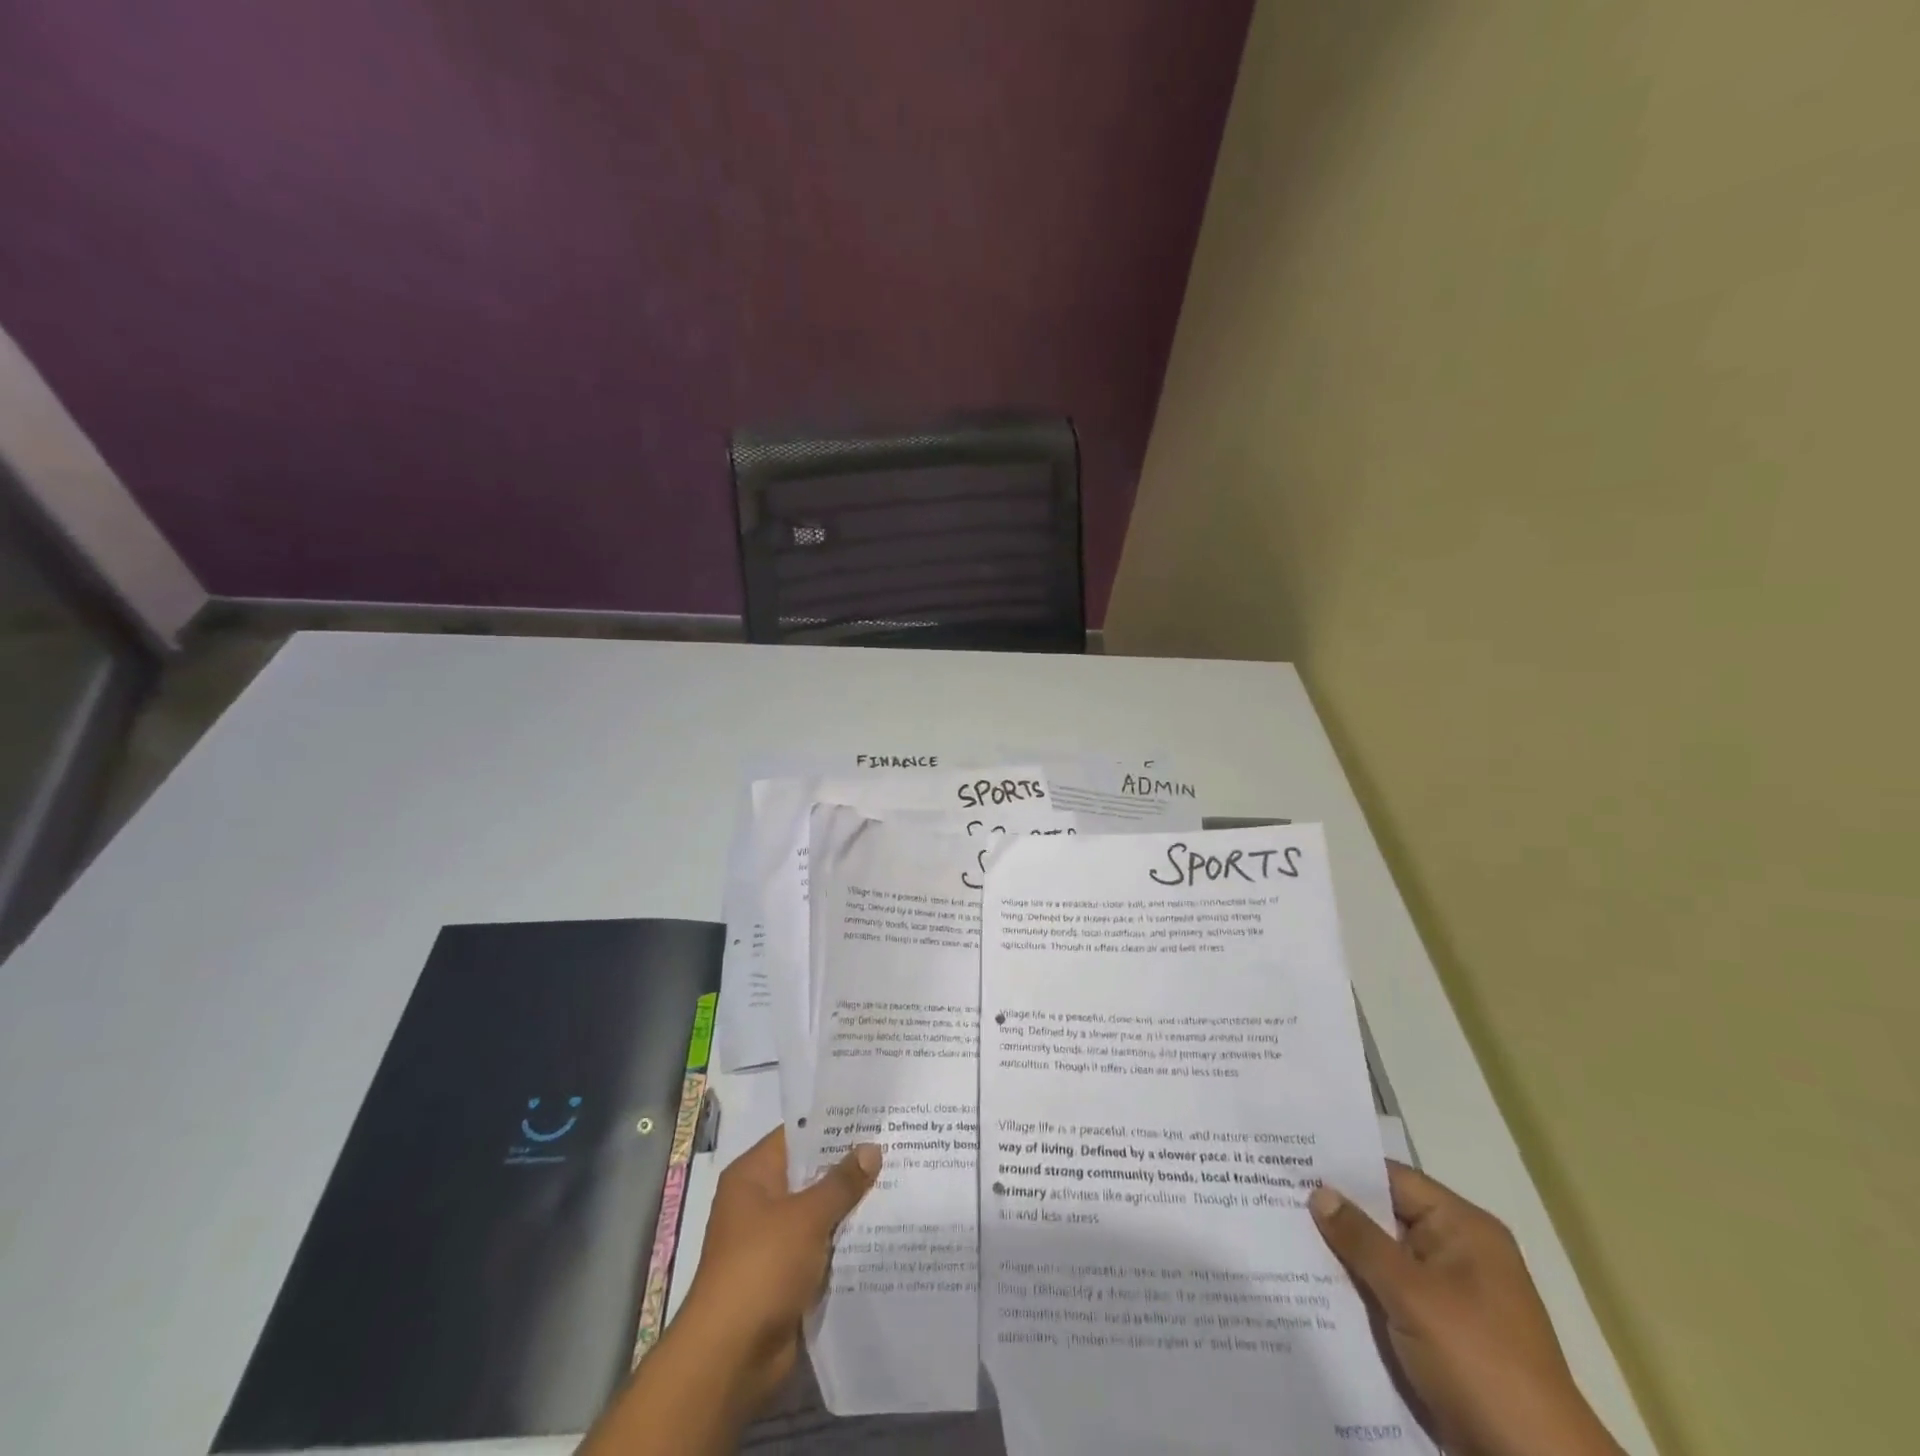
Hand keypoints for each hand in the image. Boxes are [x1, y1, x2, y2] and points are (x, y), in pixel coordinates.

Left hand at [679, 1128, 882, 1409]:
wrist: (730, 1358)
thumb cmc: (761, 1268)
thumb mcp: (806, 1217)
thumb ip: (841, 1182)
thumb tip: (872, 1148)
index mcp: (752, 1175)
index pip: (797, 1135)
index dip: (833, 1125)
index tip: (872, 1116)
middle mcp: (759, 1202)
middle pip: (809, 1173)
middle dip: (848, 1167)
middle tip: (894, 1147)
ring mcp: (771, 1241)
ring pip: (818, 1213)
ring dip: (849, 1207)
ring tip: (898, 1184)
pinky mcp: (784, 1276)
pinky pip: (820, 1248)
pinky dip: (844, 1243)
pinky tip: (881, 1232)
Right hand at [1310, 1164, 1624, 1455]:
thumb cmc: (1479, 1362)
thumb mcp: (1412, 1294)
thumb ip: (1361, 1239)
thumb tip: (1318, 1192)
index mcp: (1464, 1229)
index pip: (1392, 1179)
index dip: (1343, 1170)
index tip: (1290, 1161)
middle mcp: (1459, 1254)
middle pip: (1385, 1218)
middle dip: (1336, 1214)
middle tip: (1274, 1196)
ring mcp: (1451, 1297)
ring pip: (1383, 1260)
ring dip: (1343, 1256)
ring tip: (1280, 1235)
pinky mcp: (1440, 1335)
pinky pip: (1390, 1296)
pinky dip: (1358, 1291)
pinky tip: (1311, 1286)